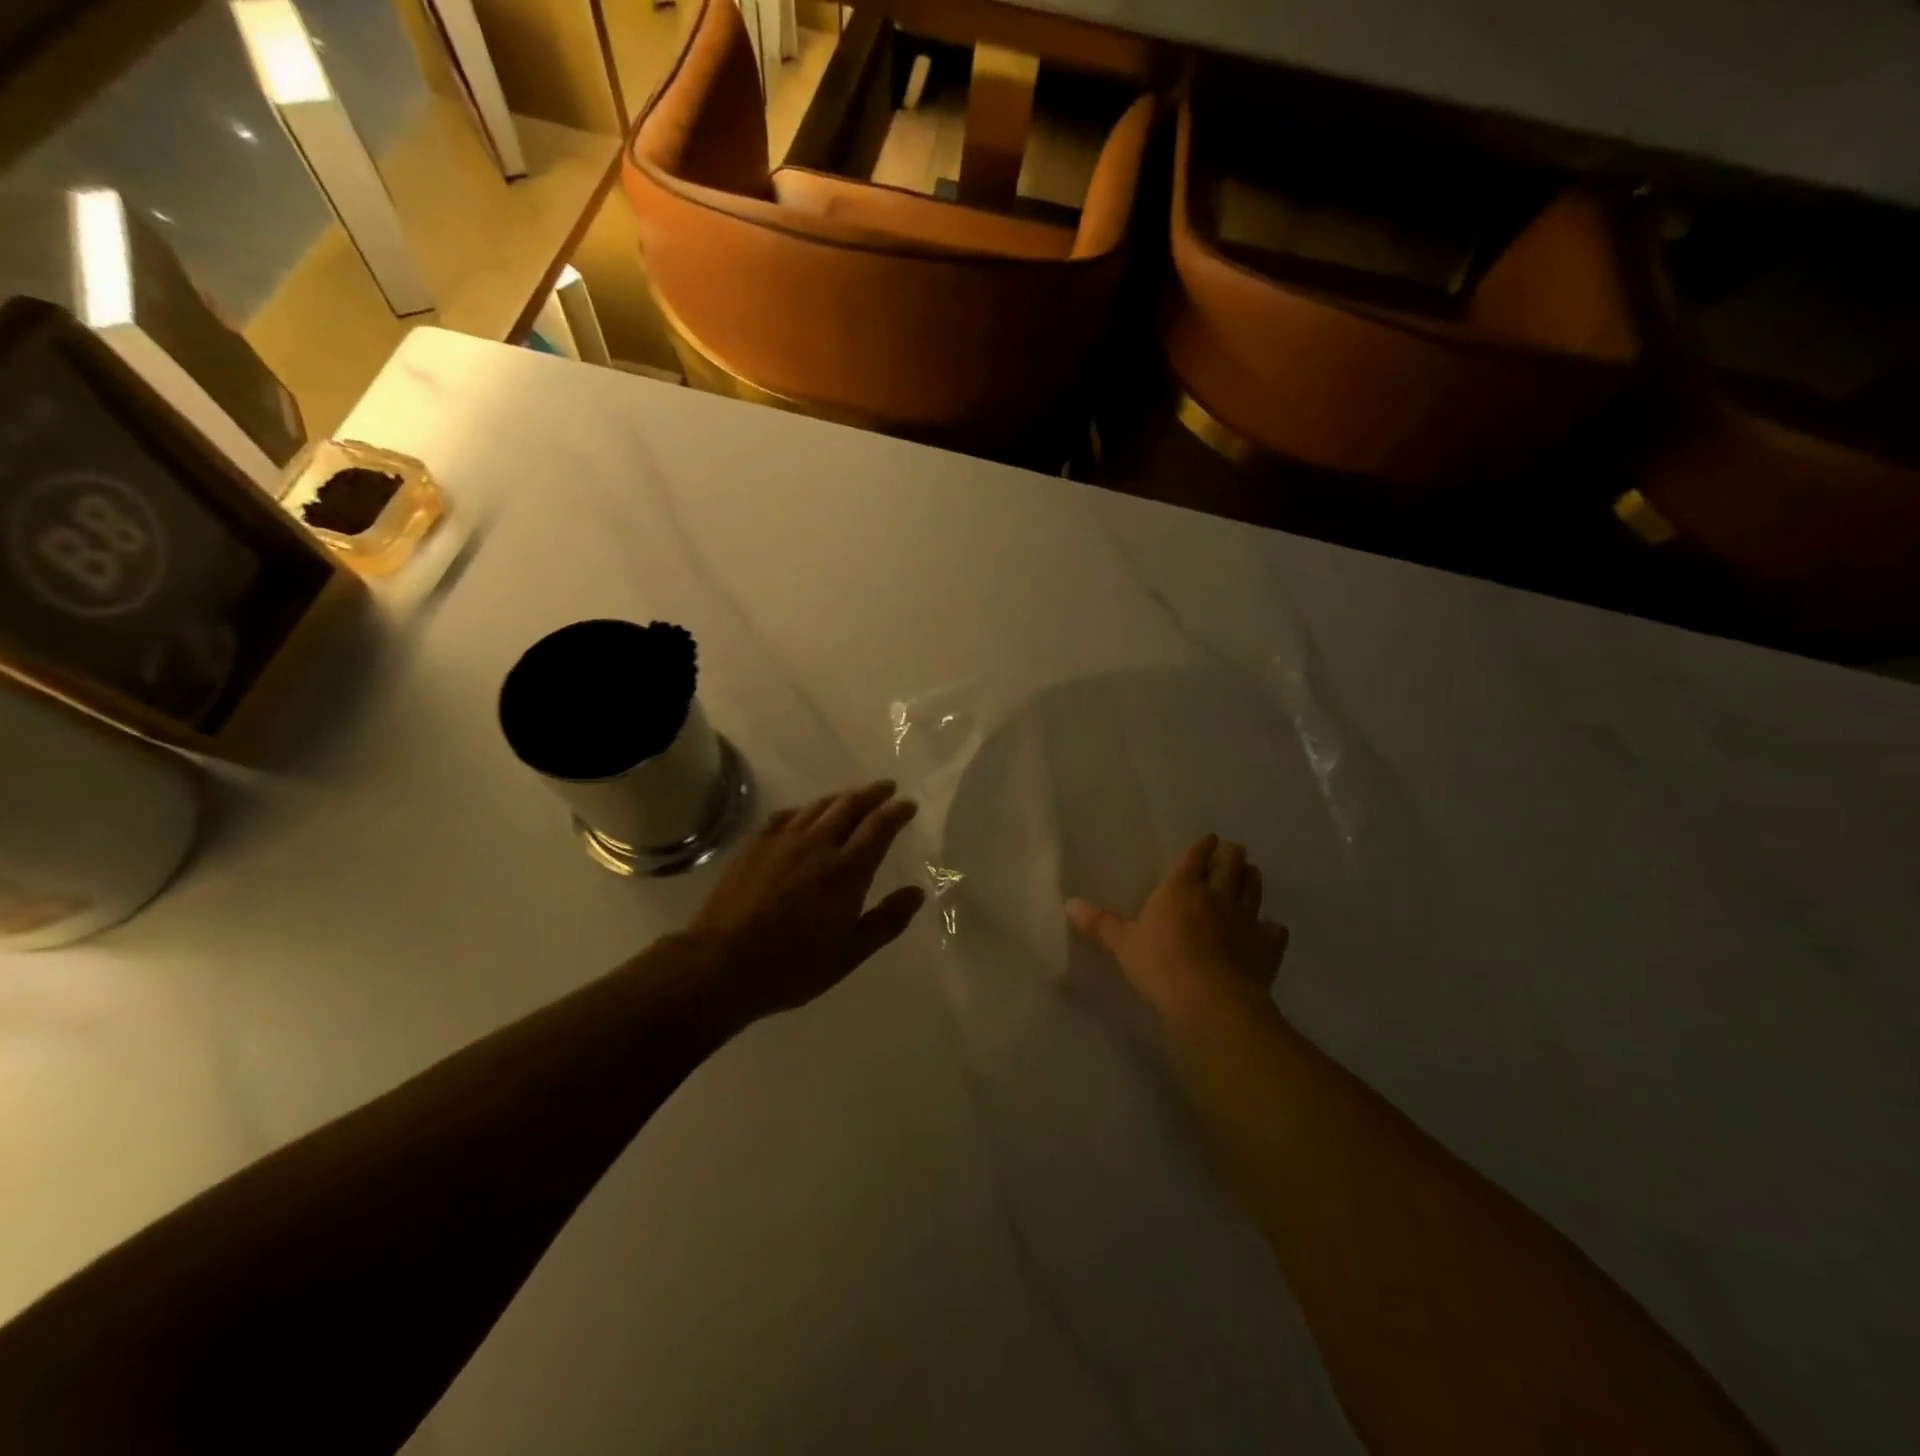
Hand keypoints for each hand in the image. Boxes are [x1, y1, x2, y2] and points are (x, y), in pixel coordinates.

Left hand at [678, 780, 924, 1026]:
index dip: (896, 812)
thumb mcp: (850, 953)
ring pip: (818, 807)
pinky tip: (804, 815)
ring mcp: (782, 841)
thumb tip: (917, 892)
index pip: (879, 827)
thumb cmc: (793, 966)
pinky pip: (786, 816)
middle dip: (872, 793)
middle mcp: (818, 845)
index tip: (908, 804)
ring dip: (841, 797)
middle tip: (886, 787)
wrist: (722, 964)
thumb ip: (887, 921)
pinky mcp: (754, 845)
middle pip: (850, 806)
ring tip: (852, 797)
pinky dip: (804, 810)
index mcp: (847, 870)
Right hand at [1066, 835, 1288, 1018]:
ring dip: (1252, 879)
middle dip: (1232, 855)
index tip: (1209, 839)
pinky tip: (1268, 930)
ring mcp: (1246, 920)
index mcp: (1182, 887)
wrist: (1210, 1001)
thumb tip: (1068, 904)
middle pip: (1231, 864)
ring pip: (1254, 889)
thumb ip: (1099, 923)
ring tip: (1250, 874)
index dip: (1203, 846)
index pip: (1196, 857)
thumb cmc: (1160, 964)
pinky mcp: (1266, 948)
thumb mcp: (1122, 943)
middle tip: (1232, 852)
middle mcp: (1217, 896)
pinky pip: (1274, 930)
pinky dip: (1271, 928)